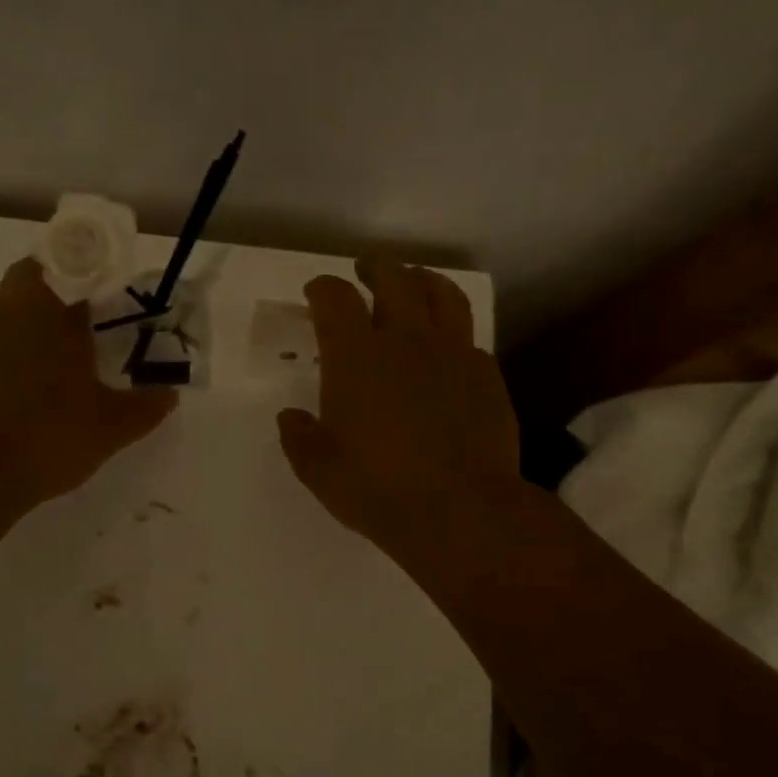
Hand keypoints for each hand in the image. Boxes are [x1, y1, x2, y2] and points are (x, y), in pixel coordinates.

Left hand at [0, 258, 176, 524]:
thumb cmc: (45, 435)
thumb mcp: (110, 427)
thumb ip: (145, 407)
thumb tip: (169, 393)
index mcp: (47, 309)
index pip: (68, 261)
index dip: (91, 270)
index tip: (110, 292)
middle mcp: (4, 313)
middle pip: (31, 282)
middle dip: (60, 298)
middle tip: (90, 329)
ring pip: (7, 318)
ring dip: (33, 332)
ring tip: (62, 370)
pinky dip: (9, 364)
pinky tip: (27, 401)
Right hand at [277, 257, 518, 560]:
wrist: (459, 509)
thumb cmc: (376, 488)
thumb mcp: (318, 469)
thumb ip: (300, 437)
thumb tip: (291, 418)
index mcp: (355, 356)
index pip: (335, 298)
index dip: (322, 288)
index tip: (316, 293)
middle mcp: (405, 340)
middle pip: (393, 277)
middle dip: (375, 267)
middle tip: (366, 270)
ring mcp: (453, 353)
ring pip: (442, 294)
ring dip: (423, 279)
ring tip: (415, 282)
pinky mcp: (486, 374)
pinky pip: (468, 336)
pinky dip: (452, 329)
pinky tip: (447, 346)